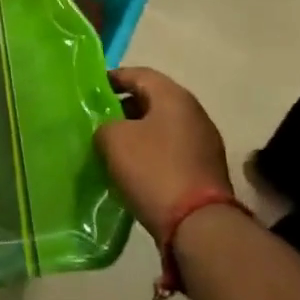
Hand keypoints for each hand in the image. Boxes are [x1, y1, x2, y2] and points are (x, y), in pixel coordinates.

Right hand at [96, 68, 232, 237]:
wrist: (198, 225)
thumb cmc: (153, 170)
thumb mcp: (114, 139)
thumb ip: (105, 125)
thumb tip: (110, 130)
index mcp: (173, 96)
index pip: (139, 74)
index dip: (114, 78)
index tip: (93, 88)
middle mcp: (194, 113)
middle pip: (153, 100)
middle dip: (125, 107)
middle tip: (100, 118)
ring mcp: (204, 142)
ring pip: (163, 127)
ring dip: (139, 132)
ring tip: (114, 146)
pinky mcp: (206, 170)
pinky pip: (172, 150)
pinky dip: (152, 153)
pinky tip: (135, 169)